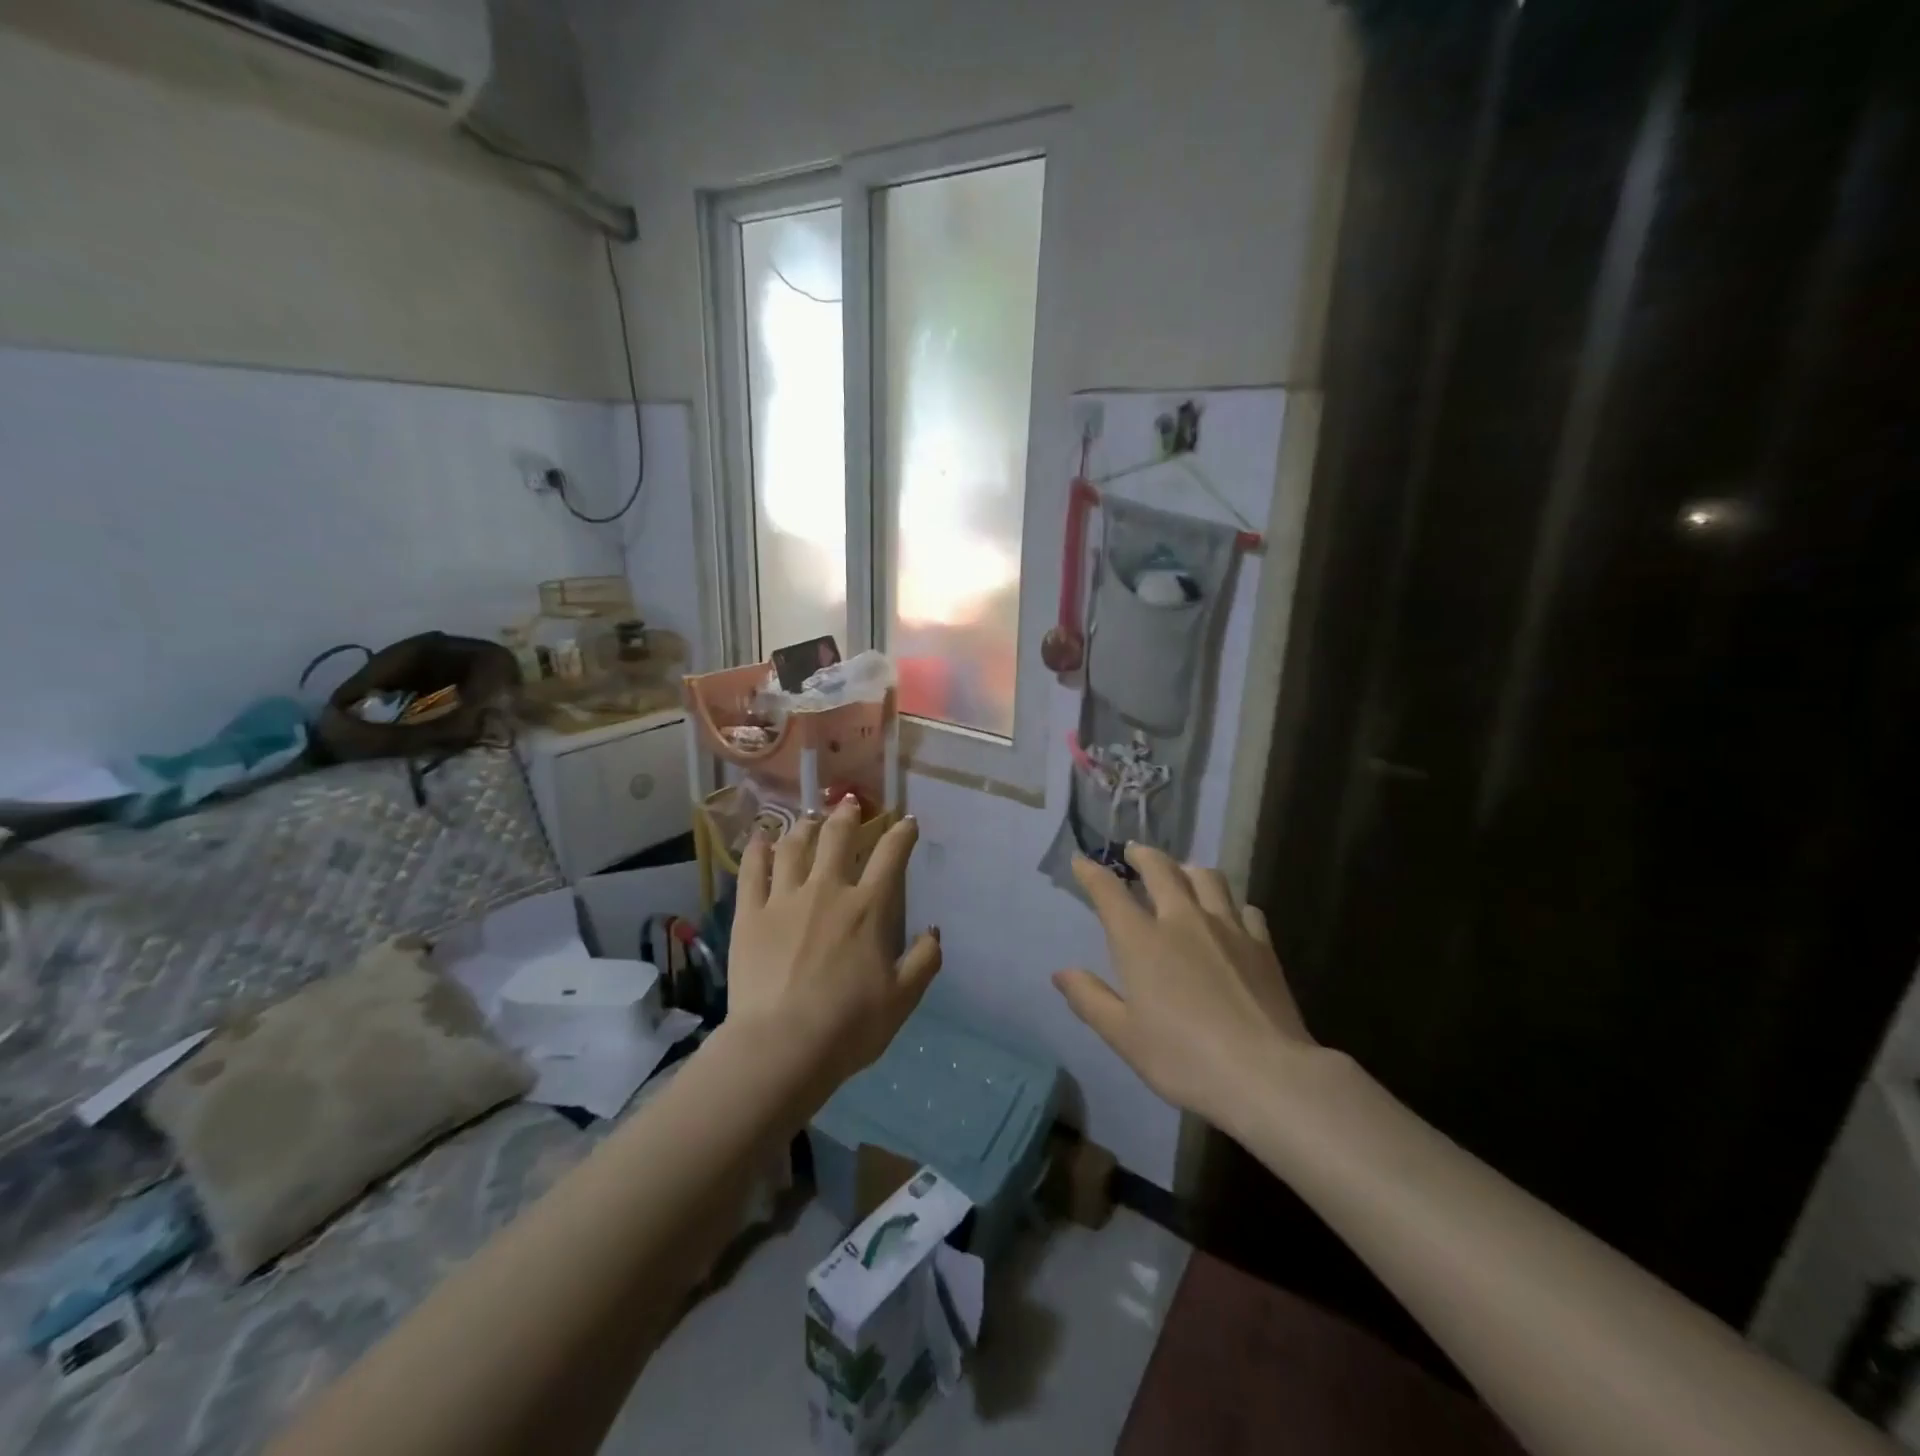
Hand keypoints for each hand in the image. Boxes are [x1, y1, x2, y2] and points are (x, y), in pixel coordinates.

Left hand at [726, 797, 941, 1087]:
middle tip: (850, 802)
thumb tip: (934, 931)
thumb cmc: (849, 1025)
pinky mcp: (750, 914)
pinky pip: (752, 872)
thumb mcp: (902, 999)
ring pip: (795, 847)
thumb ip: (924, 960)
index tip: (907, 821)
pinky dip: (758, 850)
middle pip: (838, 839)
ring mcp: (785, 899)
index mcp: (868, 908)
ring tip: (809, 818)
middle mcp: (827, 891)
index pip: (890, 857)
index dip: (902, 834)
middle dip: (848, 816)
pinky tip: (761, 838)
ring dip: (805, 827)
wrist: (782, 1046)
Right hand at [1053, 844, 1315, 1136]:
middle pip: (1161, 869)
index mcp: (1141, 940)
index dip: (1092, 873)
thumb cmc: (1183, 1058)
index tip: (1081, 861)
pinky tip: (1231, 917)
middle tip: (1134, 852)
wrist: (1266, 1074)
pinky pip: (1245, 909)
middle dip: (1142, 855)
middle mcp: (1182, 920)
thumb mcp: (1123, 1036)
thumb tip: (1061, 972)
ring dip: (1188, 869)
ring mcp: (1227, 928)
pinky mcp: (1262, 945)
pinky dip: (1231, 905)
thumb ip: (1090, 999)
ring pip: (1207, 878)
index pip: (1109, 891)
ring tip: (1182, 874)